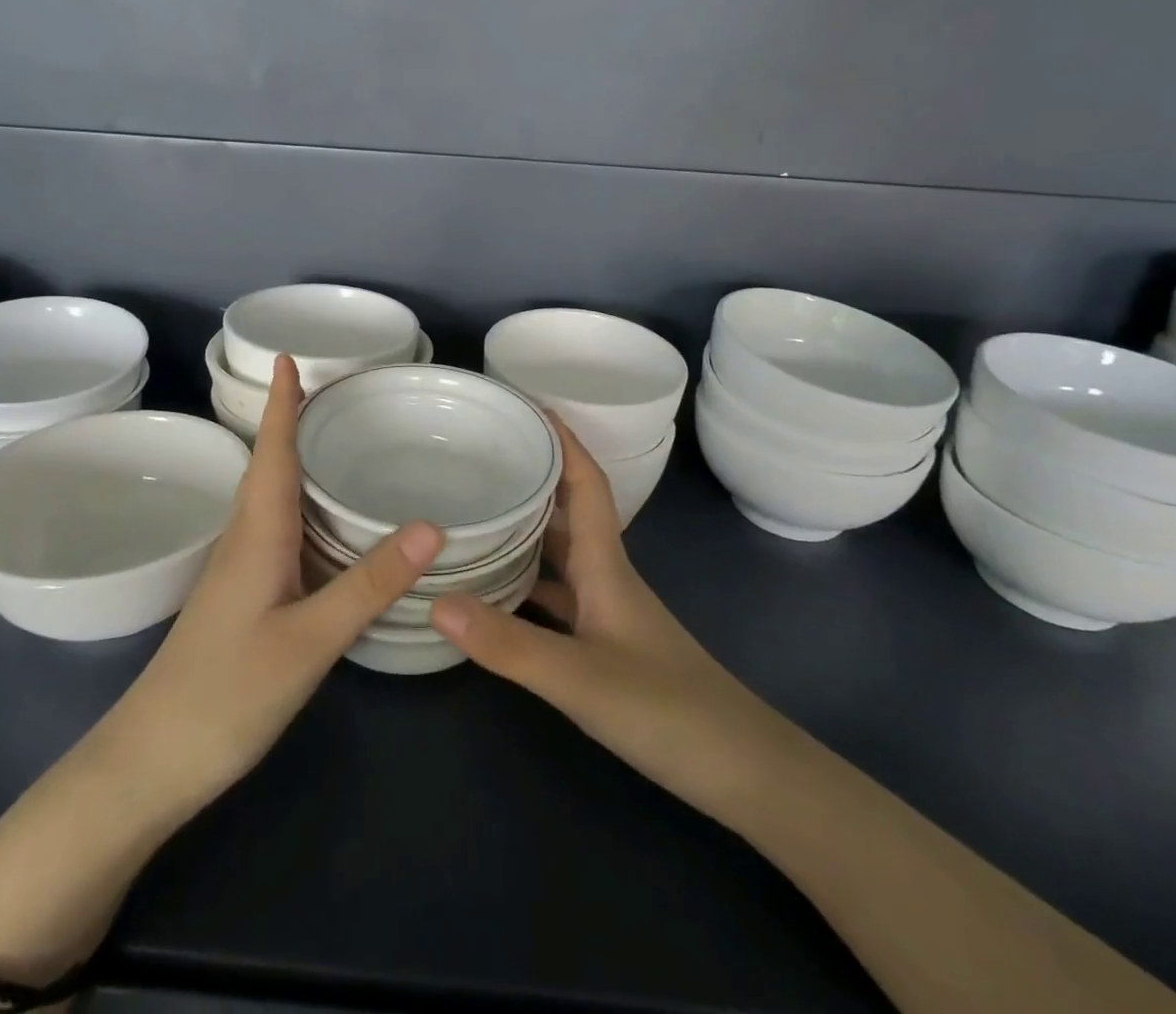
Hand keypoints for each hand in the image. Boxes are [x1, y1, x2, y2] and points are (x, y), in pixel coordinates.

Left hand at [108, 354, 444, 827]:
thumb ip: (368, 583)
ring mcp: (239, 572)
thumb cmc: (226, 694)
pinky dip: (300, 507)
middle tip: (332, 391)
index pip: (272, 452)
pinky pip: (275, 532)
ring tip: (334, 440)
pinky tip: (323, 523)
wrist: (151, 763)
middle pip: (270, 467)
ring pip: (271, 500)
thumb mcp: (309, 640)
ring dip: (294, 461)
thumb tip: (430, 525)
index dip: (281, 405)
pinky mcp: (242, 598)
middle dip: (292, 423)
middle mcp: (245, 540)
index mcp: (258, 534)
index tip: (287, 357)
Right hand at [430, 416, 771, 828]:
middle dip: (532, 475)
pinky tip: (493, 592)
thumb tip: (434, 599)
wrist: (741, 771)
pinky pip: (556, 596)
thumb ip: (507, 643)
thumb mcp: (579, 678)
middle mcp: (605, 576)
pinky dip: (525, 583)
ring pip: (559, 554)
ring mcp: (607, 611)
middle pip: (567, 510)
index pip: (585, 483)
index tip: (528, 405)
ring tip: (474, 511)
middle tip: (481, 454)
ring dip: (524, 528)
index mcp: (606, 564)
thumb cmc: (667, 710)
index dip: (563, 440)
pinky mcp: (604, 643)